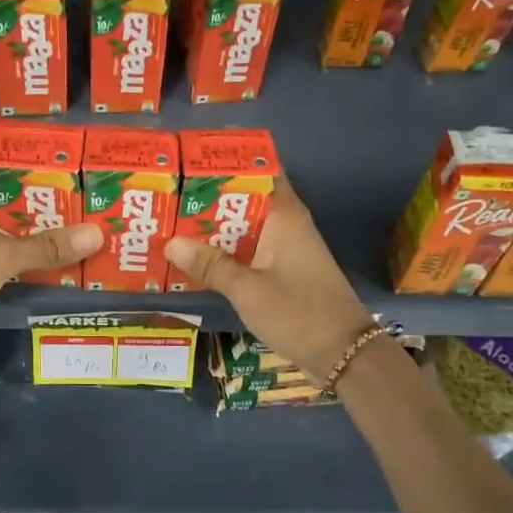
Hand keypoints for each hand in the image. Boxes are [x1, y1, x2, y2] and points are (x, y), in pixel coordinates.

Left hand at [0, 164, 101, 359]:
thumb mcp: (0, 255)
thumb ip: (48, 246)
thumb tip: (98, 233)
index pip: (14, 161)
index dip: (48, 162)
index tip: (87, 166)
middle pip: (22, 196)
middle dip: (58, 202)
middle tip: (103, 201)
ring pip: (20, 227)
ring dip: (50, 232)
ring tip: (97, 229)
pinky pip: (14, 254)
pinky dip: (37, 257)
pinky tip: (70, 260)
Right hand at [164, 176, 373, 379]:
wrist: (344, 353)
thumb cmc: (298, 313)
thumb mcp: (247, 290)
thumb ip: (210, 265)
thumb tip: (170, 242)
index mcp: (284, 215)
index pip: (257, 170)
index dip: (226, 162)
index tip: (190, 160)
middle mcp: (287, 223)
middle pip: (245, 198)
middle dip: (210, 197)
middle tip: (168, 194)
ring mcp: (288, 247)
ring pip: (246, 226)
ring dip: (216, 226)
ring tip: (173, 222)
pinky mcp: (286, 268)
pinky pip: (251, 248)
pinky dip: (228, 249)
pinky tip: (199, 257)